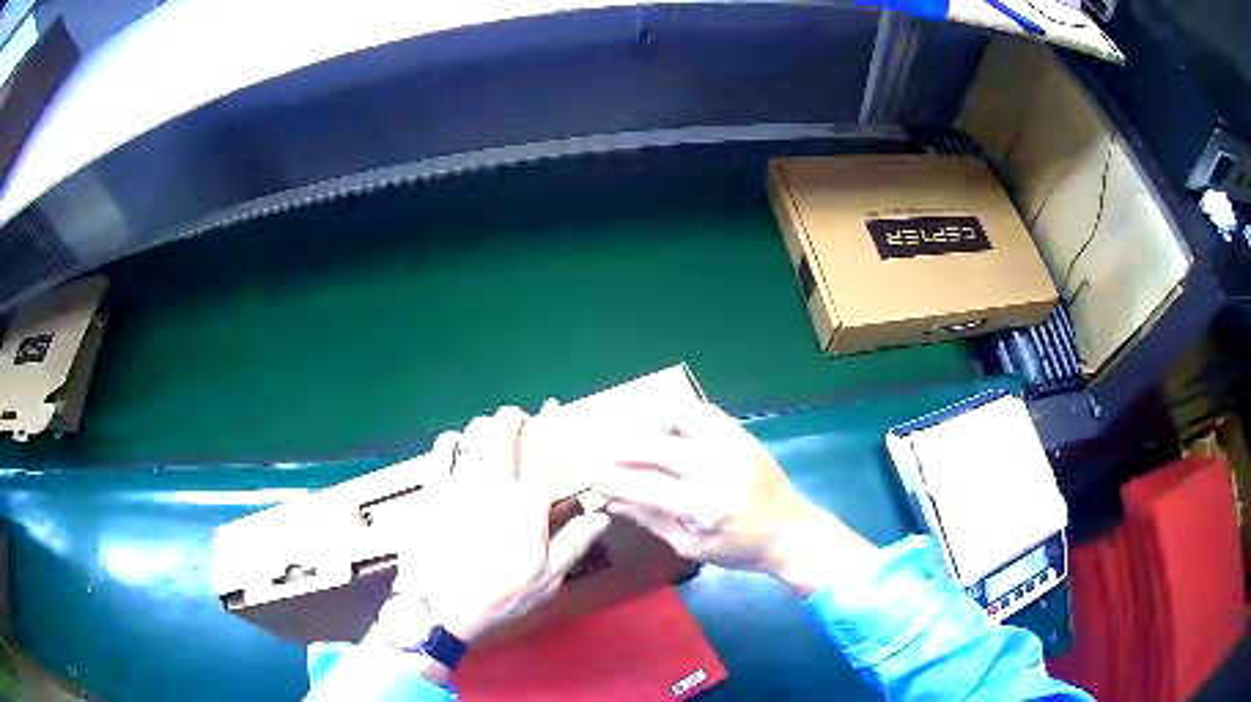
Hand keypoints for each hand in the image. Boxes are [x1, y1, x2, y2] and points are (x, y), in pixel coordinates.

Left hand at [373, 404, 610, 658]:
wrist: (439, 608)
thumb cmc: (498, 597)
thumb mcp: (547, 580)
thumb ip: (574, 543)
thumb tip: (600, 514)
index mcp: (526, 507)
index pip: (544, 452)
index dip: (551, 423)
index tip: (553, 407)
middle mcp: (493, 486)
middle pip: (502, 431)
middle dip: (512, 416)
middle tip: (517, 421)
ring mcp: (458, 485)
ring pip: (471, 435)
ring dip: (483, 427)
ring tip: (487, 434)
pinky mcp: (431, 490)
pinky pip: (440, 450)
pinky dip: (451, 440)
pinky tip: (455, 445)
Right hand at [592, 401, 877, 593]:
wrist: (791, 531)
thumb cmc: (740, 549)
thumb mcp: (691, 546)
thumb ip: (650, 520)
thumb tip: (612, 501)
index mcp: (704, 506)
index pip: (645, 488)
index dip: (613, 482)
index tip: (593, 479)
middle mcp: (716, 468)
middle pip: (655, 448)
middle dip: (619, 449)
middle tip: (598, 452)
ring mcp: (731, 445)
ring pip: (679, 418)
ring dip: (648, 425)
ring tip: (631, 438)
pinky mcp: (741, 434)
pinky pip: (702, 412)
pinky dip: (677, 416)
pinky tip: (664, 430)